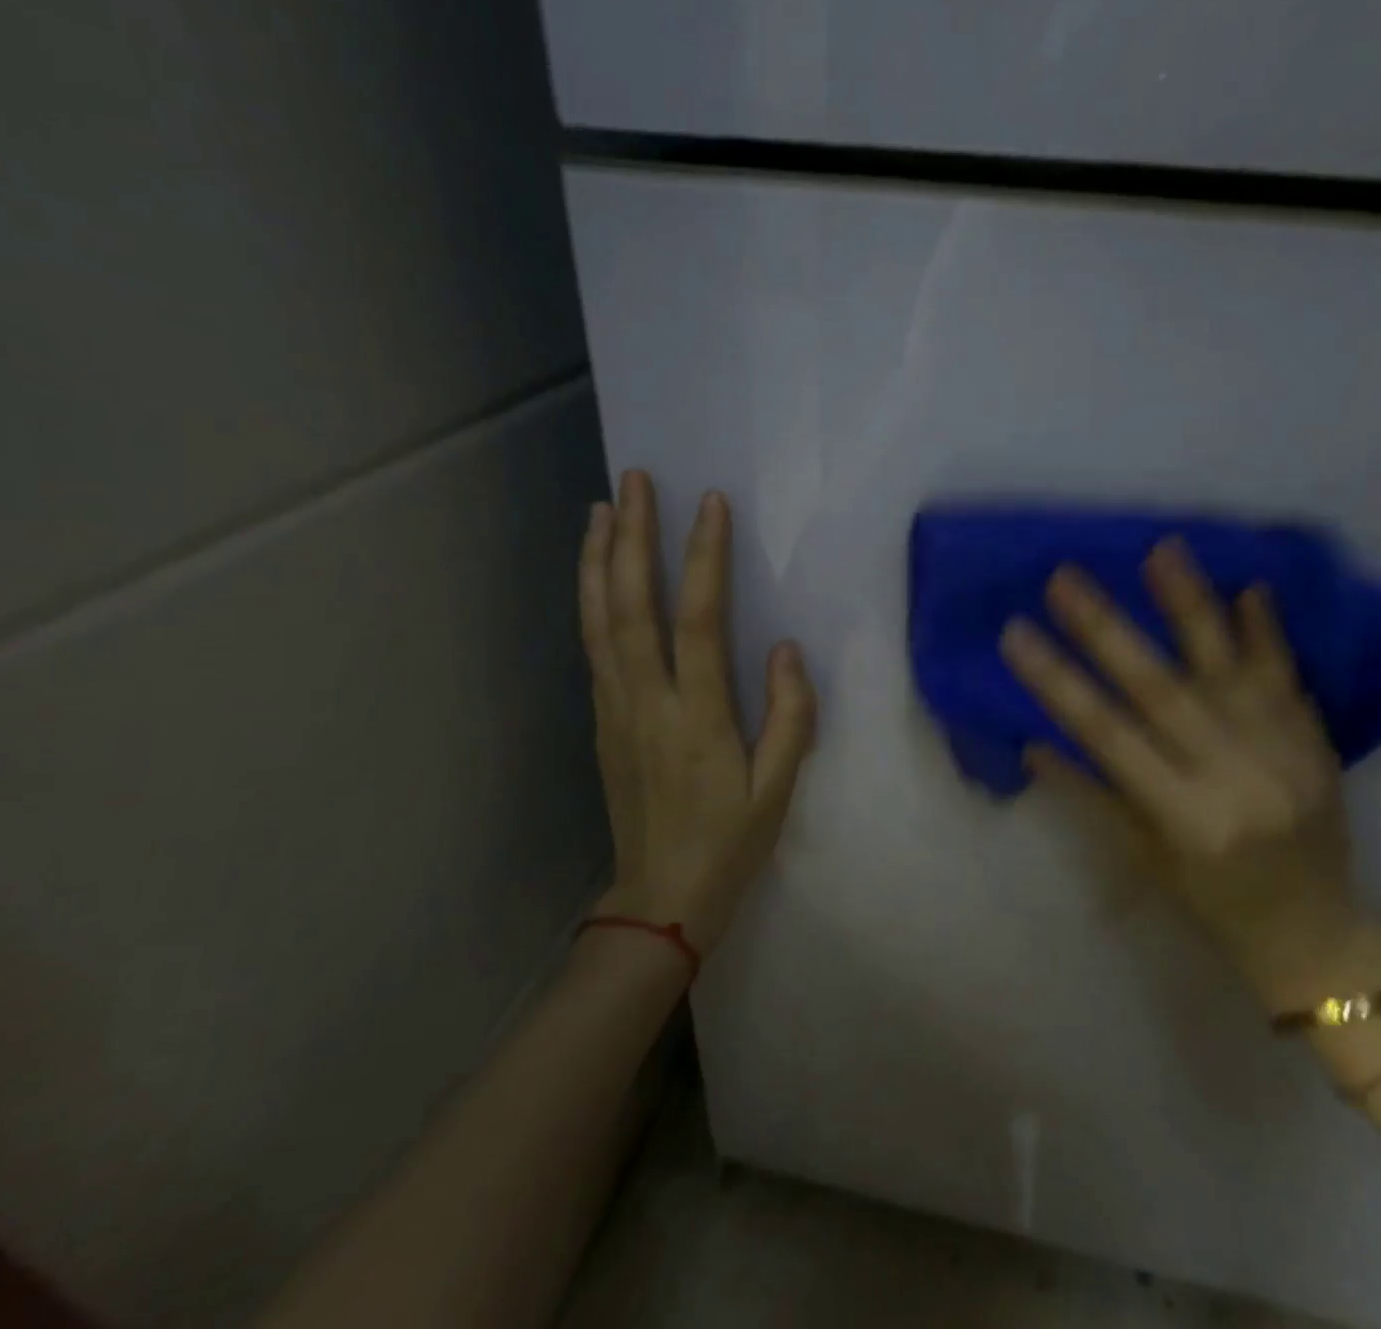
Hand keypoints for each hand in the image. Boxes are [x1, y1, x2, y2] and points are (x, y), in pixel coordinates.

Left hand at [578, 471, 815, 955]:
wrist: (659, 898)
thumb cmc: (729, 843)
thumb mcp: (779, 789)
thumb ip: (790, 717)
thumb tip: (786, 649)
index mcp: (696, 718)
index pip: (698, 622)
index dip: (704, 559)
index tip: (709, 504)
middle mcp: (646, 702)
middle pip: (631, 606)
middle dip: (631, 538)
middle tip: (634, 482)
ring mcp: (615, 709)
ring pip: (599, 621)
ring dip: (599, 561)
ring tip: (601, 509)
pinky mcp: (601, 719)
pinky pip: (593, 646)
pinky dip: (591, 600)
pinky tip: (597, 575)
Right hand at [1001, 540, 1356, 965]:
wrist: (1316, 933)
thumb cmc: (1211, 903)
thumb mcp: (1141, 859)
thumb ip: (1090, 794)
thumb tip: (1033, 739)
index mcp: (1185, 817)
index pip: (1108, 734)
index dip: (1057, 682)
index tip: (1015, 633)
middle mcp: (1235, 777)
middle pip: (1161, 690)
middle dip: (1107, 629)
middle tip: (1064, 578)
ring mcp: (1284, 753)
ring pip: (1228, 668)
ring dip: (1191, 606)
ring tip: (1160, 550)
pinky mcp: (1316, 742)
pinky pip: (1288, 676)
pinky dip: (1266, 630)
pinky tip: (1249, 585)